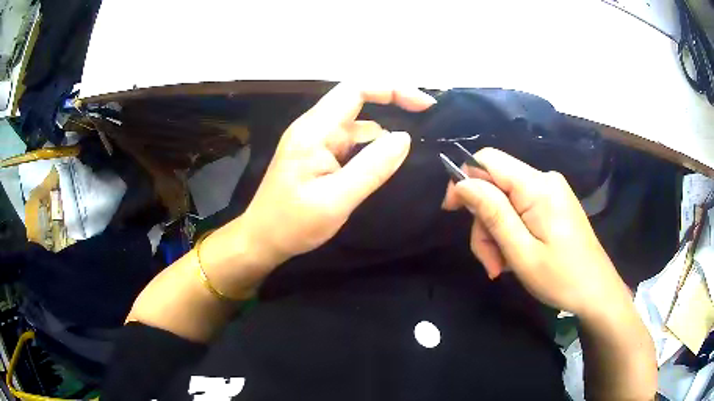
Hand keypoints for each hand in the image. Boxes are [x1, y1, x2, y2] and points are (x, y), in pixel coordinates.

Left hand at [240, 84, 436, 265]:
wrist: (261, 241)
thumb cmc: (292, 224)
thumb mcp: (336, 200)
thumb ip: (372, 168)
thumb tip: (405, 138)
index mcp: (314, 130)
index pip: (356, 90)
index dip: (393, 89)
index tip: (424, 106)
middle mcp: (315, 128)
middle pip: (359, 102)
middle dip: (395, 108)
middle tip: (428, 126)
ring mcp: (316, 142)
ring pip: (358, 126)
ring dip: (385, 134)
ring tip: (416, 150)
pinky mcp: (318, 156)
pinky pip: (351, 144)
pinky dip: (372, 149)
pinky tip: (389, 164)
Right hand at [444, 148, 629, 318]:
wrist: (597, 292)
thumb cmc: (562, 278)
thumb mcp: (522, 252)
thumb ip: (493, 213)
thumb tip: (462, 184)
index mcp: (537, 187)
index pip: (487, 160)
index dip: (464, 180)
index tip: (453, 213)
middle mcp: (544, 181)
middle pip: (495, 186)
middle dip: (484, 223)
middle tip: (489, 262)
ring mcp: (550, 193)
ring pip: (505, 202)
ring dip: (496, 235)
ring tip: (501, 268)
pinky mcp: (553, 205)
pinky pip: (520, 211)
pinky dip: (510, 234)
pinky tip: (514, 260)